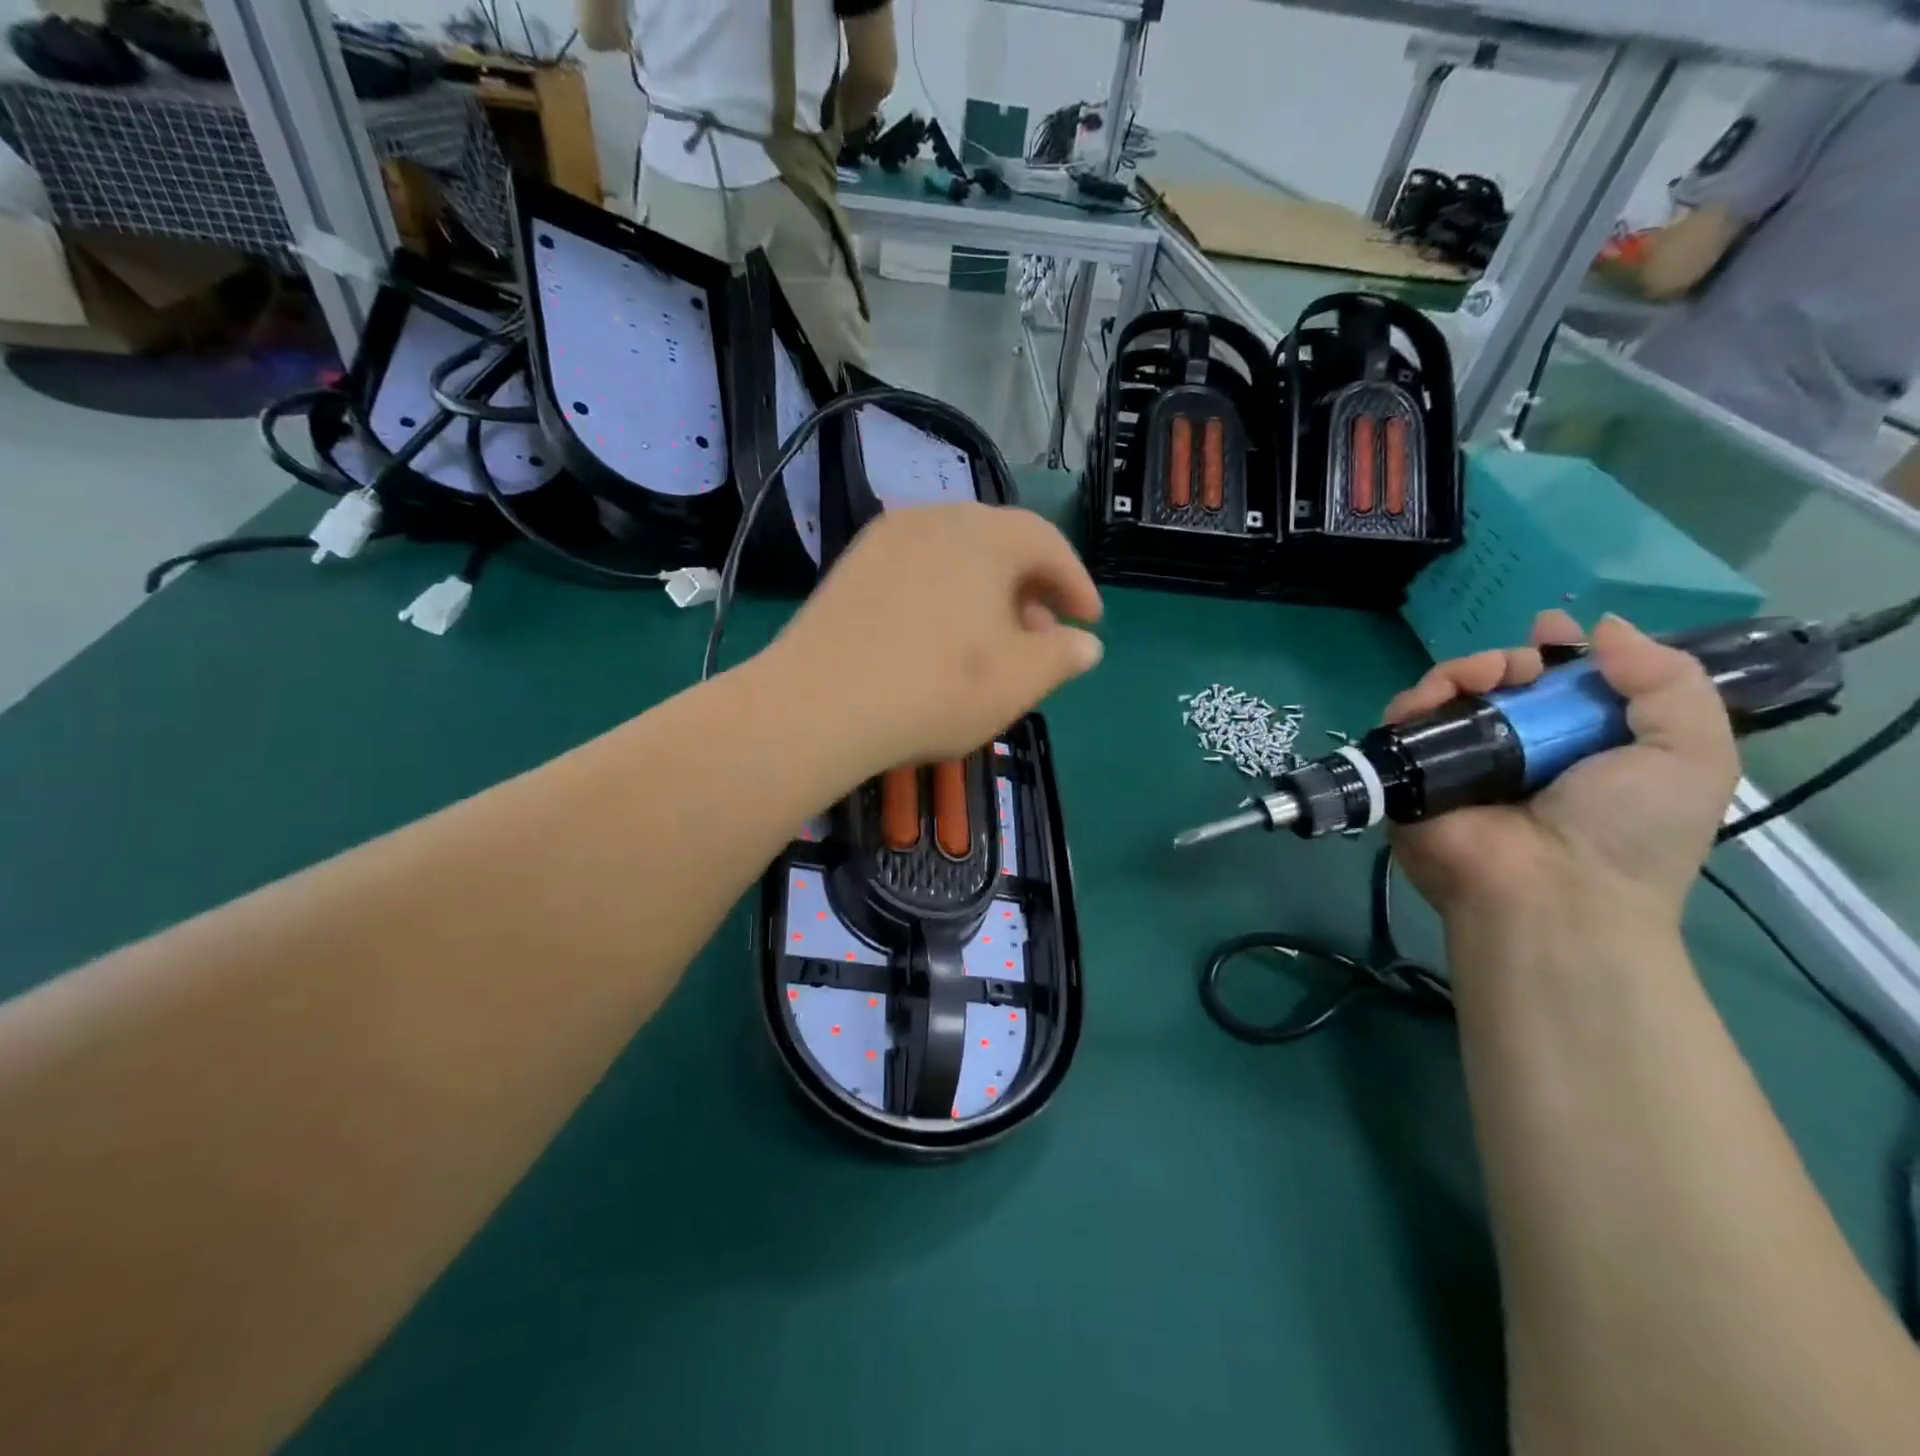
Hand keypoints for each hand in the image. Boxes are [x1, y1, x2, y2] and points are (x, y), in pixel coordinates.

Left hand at [767, 504, 1103, 769]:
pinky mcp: (850, 567)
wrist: (820, 704)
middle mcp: (935, 519)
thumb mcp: (1018, 680)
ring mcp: (885, 539)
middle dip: (1031, 588)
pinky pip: (917, 569)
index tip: (1088, 621)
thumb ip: (1062, 656)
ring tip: (992, 640)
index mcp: (985, 535)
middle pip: (999, 543)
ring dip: (986, 592)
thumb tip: (1086, 644)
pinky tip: (939, 637)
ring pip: (955, 556)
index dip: (1076, 583)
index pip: (1047, 543)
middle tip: (1043, 635)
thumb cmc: (937, 688)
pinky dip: (944, 595)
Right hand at [1388, 612, 1738, 927]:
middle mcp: (1514, 752)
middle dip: (1509, 660)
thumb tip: (1606, 628)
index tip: (1553, 629)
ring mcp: (1457, 764)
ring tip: (1487, 676)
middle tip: (1521, 664)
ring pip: (1447, 696)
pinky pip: (1403, 724)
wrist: (1551, 892)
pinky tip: (1439, 693)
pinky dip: (1417, 699)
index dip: (1556, 653)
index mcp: (1577, 748)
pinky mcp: (1410, 774)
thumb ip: (1668, 682)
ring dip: (1464, 670)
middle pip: (1498, 686)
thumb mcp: (1691, 754)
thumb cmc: (1628, 830)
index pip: (1558, 688)